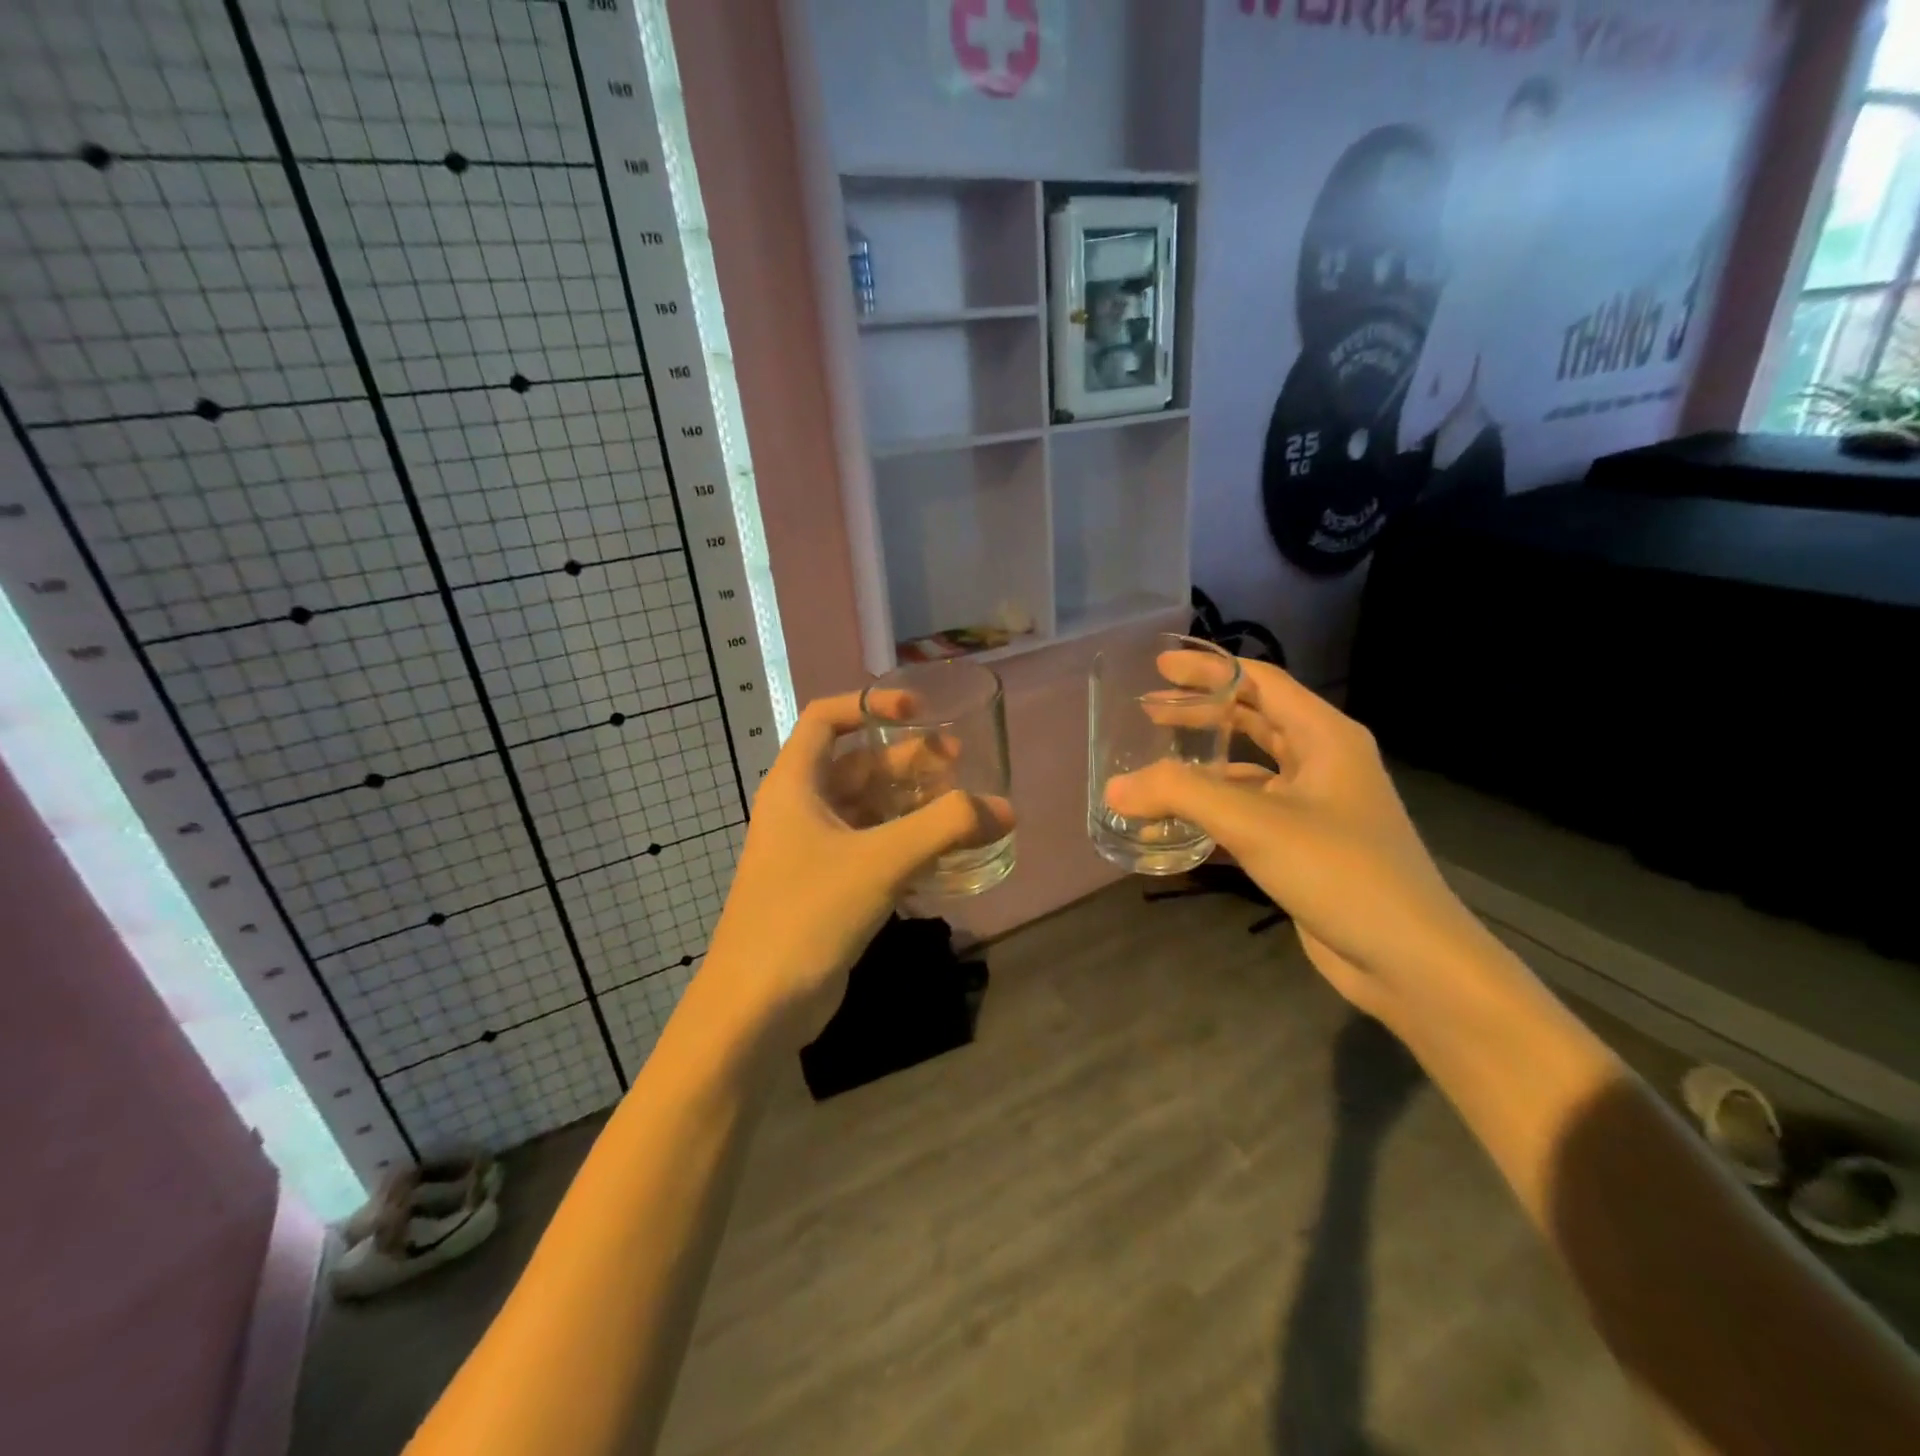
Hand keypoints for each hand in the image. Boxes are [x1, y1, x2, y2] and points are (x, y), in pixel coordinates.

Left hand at [698, 692, 1012, 1049]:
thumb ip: (946, 827)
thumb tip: (1004, 809)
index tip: (918, 711)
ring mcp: (812, 852)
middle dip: (907, 760)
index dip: (870, 705)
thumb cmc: (808, 914)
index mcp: (796, 785)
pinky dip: (905, 844)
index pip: (825, 718)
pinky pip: (871, 849)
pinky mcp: (827, 889)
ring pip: (868, 810)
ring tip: (962, 807)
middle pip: (857, 765)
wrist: (757, 1007)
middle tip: (960, 763)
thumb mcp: (881, 861)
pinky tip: (944, 856)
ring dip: (911, 804)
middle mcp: (801, 810)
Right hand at [1106, 655, 1483, 1019]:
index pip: (1260, 682)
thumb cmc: (1339, 870)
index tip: (1158, 665)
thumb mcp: (1255, 822)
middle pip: (1253, 720)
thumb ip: (1181, 795)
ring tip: (1151, 766)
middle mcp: (1322, 763)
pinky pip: (1247, 814)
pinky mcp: (1303, 846)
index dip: (1209, 669)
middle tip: (1147, 709)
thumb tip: (1114, 789)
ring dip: (1201, 766)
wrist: (1408, 960)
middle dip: (1200, 713)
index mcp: (1325, 736)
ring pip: (1248, 770)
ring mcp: (1315, 806)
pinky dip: (1211, 814)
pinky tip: (1172, 827)